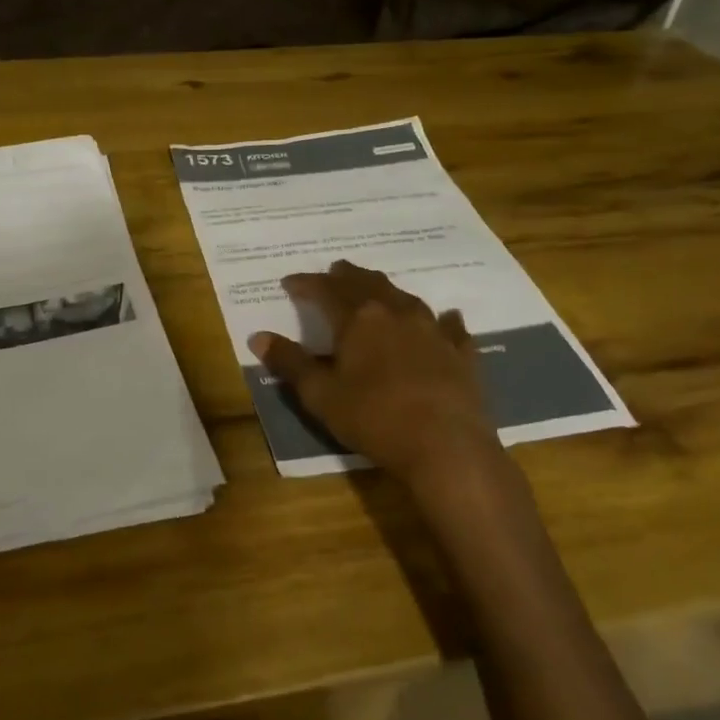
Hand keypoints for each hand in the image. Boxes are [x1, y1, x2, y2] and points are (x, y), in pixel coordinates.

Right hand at [251, 261, 496, 486]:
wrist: (447, 447)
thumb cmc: (375, 419)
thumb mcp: (320, 395)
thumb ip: (290, 363)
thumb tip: (258, 337)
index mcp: (358, 319)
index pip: (325, 290)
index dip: (305, 284)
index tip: (289, 282)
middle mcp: (396, 312)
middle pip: (366, 283)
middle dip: (346, 277)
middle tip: (334, 271)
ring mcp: (433, 329)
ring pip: (406, 297)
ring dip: (386, 290)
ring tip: (376, 290)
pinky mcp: (460, 352)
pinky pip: (451, 326)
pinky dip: (443, 319)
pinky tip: (447, 317)